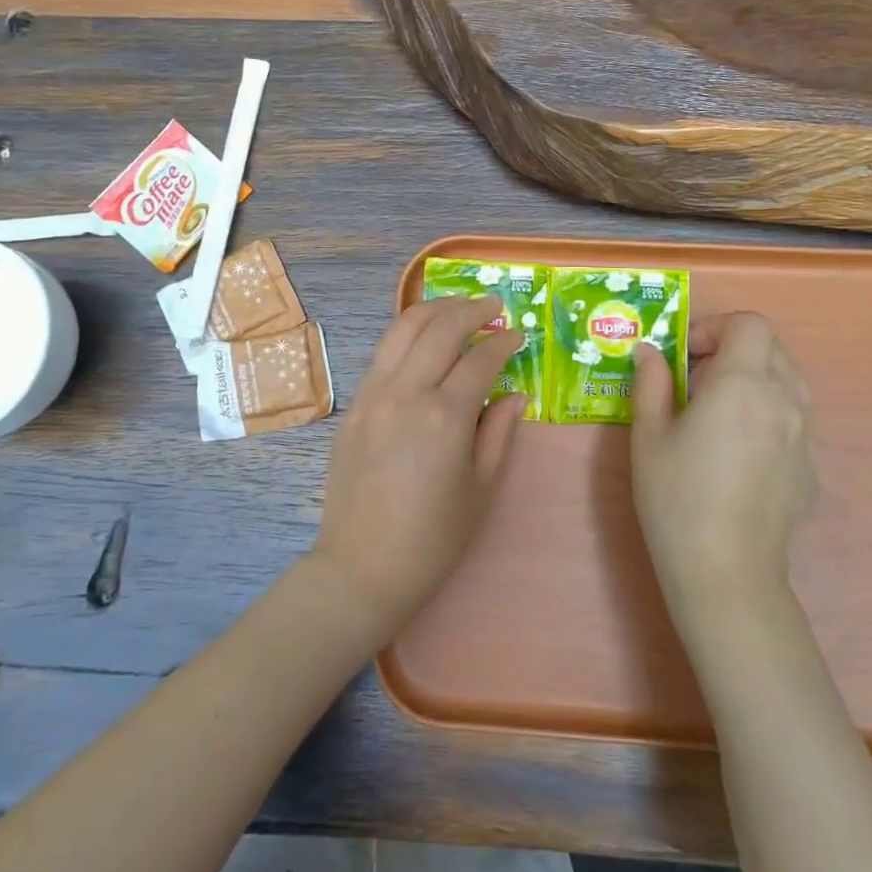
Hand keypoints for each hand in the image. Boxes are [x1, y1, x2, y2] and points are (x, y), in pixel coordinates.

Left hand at [313, 295, 526, 635]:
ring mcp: (372, 393)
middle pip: (439, 327)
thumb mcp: (481, 488)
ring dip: (434, 310)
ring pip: (402, 328)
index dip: (503, 342)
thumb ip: (499, 431)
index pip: (479, 358)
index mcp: (445, 415)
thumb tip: (514, 392)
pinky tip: (422, 339)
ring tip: (458, 307)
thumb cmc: (433, 537)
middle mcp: (406, 391)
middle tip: (493, 307)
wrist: (363, 565)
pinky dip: (406, 334)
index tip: (518, 336)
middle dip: (471, 310)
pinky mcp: (353, 404)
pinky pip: (382, 353)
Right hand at [630, 313, 815, 637]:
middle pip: (770, 347)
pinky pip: (792, 416)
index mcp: (743, 385)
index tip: (684, 356)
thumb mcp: (648, 436)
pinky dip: (766, 410)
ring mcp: (803, 434)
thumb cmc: (677, 497)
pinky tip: (736, 450)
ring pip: (786, 379)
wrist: (726, 572)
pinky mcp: (809, 466)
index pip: (749, 324)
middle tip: (693, 381)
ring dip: (752, 377)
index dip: (714, 328)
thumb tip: (650, 353)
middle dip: (730, 349)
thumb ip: (651, 384)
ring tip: (715, 412)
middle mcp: (783, 400)